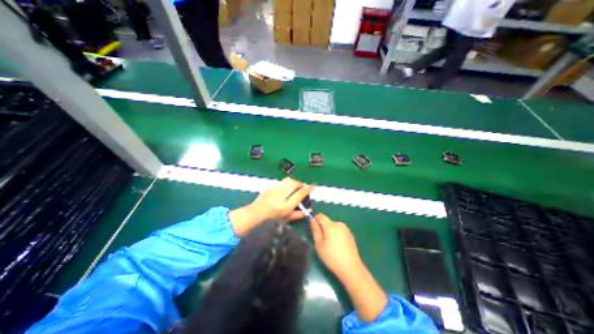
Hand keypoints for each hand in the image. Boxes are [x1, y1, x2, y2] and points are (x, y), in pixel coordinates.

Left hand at [250, 179, 315, 222]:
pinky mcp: (272, 185)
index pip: (300, 194)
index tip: (313, 186)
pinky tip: (286, 188)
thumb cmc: (272, 216)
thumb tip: (309, 210)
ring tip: (295, 187)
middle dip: (301, 184)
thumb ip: (298, 214)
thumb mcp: (287, 217)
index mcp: (286, 205)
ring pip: (289, 180)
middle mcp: (281, 195)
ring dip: (294, 182)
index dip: (308, 189)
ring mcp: (275, 189)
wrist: (256, 212)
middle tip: (302, 188)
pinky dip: (288, 183)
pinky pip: (283, 181)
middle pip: (295, 184)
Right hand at [312, 213, 361, 280]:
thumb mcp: (319, 244)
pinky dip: (336, 235)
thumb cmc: (332, 257)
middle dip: (323, 228)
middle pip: (327, 221)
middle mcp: (339, 224)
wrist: (351, 268)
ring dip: (329, 231)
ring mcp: (346, 229)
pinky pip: (339, 230)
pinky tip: (338, 246)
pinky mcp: (350, 234)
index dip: (315, 219)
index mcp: (331, 225)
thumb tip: (312, 219)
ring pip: (333, 226)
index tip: (314, 229)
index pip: (321, 216)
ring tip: (330, 245)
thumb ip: (315, 230)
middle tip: (321, 241)